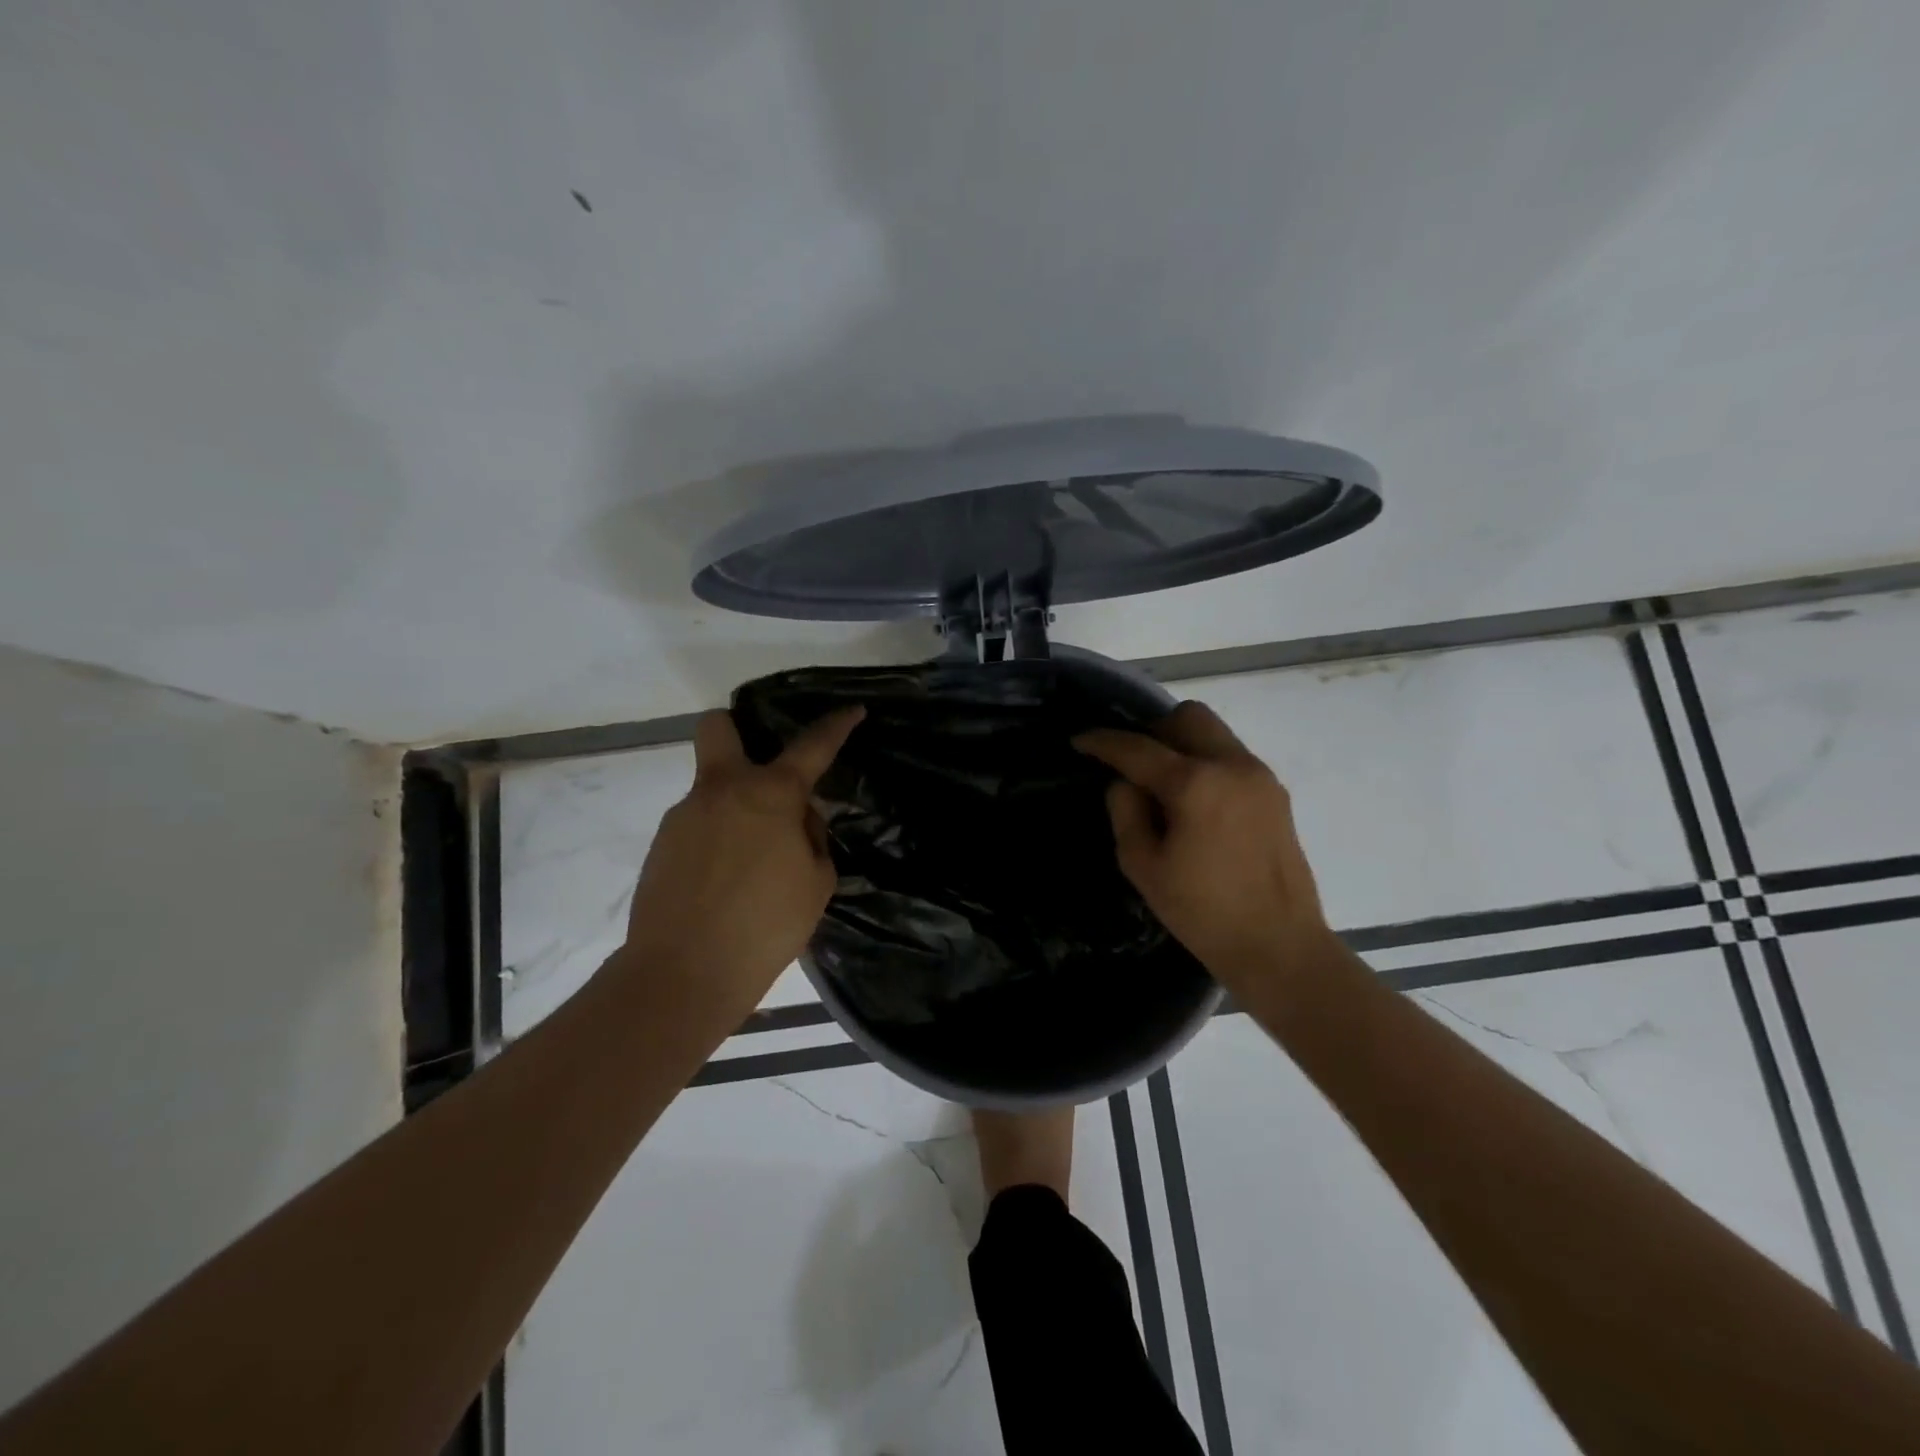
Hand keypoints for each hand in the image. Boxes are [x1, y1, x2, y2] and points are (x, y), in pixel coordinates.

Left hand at [623, 706, 862, 1002]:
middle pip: (718, 727)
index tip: (853, 711)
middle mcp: (722, 790)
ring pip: (711, 789)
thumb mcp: (817, 882)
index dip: (837, 725)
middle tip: (761, 768)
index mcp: (770, 795)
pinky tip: (725, 882)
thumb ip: (811, 837)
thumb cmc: (765, 926)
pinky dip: (716, 840)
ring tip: (753, 863)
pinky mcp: (661, 844)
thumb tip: (796, 819)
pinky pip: (696, 826)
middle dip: (738, 729)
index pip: (813, 746)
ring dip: (734, 807)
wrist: (683, 973)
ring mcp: (684, 814)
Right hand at [1075, 701, 1327, 990]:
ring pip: (1213, 733)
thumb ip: (1125, 811)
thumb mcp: (1143, 866)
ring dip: (1182, 746)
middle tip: (1135, 766)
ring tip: (1166, 789)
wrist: (1280, 946)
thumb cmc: (1203, 912)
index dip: (1103, 742)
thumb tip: (1126, 782)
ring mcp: (1259, 776)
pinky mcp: (1275, 793)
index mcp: (1195, 784)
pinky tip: (1197, 806)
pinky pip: (1231, 757)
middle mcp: (1232, 765)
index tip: (1080, 741)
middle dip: (1153, 732)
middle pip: (1187, 717)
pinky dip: (1206, 764)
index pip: (1138, 748)